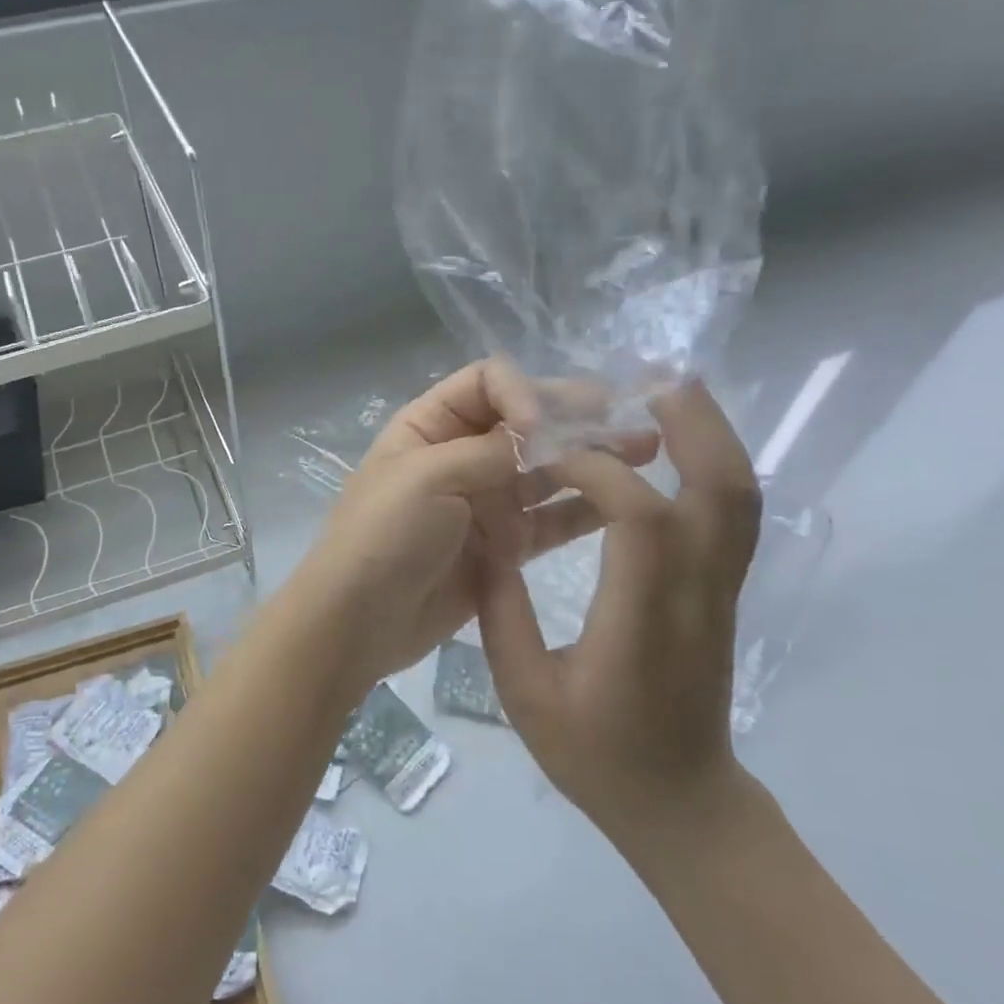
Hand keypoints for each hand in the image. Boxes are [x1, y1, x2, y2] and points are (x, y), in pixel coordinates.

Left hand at [291, 360, 655, 698]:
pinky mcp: (502, 546)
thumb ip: (492, 450)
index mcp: (430, 425)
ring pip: (544, 470)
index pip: (489, 383)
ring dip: (589, 460)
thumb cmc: (384, 536)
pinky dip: (581, 510)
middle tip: (631, 422)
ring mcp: (483, 501)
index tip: (544, 429)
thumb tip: (546, 428)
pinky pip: (548, 520)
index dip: (525, 393)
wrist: (358, 620)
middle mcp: (461, 455)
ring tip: (645, 454)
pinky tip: (622, 504)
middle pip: (525, 423)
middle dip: (574, 419)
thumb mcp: (429, 477)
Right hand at [477, 382, 761, 852]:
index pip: (640, 516)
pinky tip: (678, 444)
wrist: (682, 805)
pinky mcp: (726, 593)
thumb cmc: (596, 756)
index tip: (549, 452)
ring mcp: (723, 593)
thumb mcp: (524, 692)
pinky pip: (733, 515)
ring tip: (670, 393)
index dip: (596, 469)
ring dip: (712, 434)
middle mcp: (697, 595)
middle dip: (692, 423)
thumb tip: (487, 534)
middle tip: (650, 379)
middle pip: (722, 489)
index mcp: (643, 621)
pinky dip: (714, 464)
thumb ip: (500, 608)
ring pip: (740, 497)